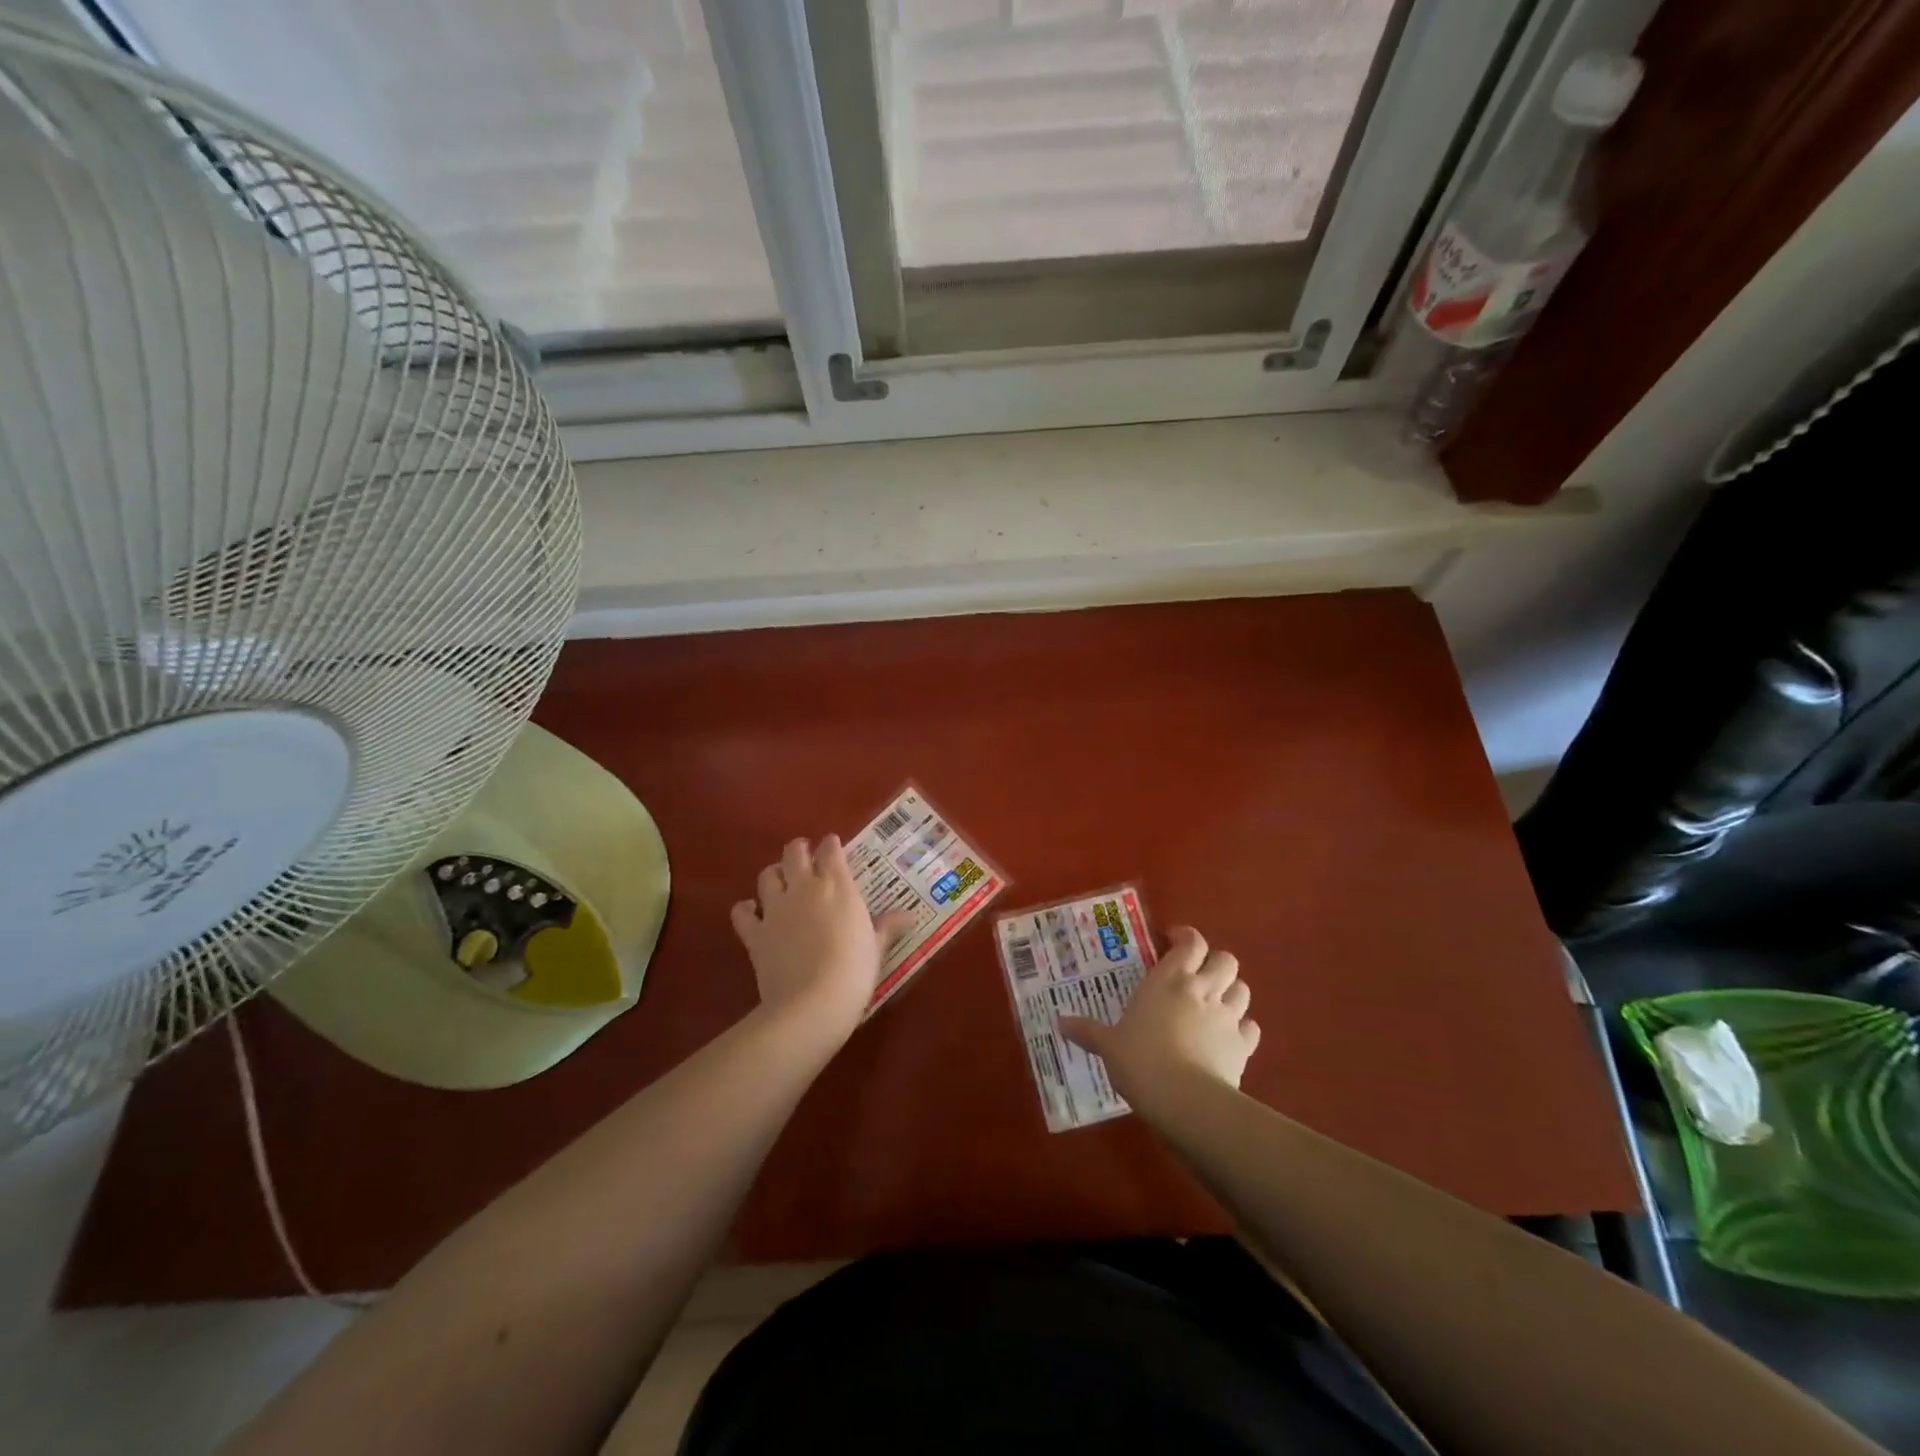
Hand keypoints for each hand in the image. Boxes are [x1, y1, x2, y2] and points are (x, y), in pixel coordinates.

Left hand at [731, 836, 914, 1044]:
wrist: (812, 1003)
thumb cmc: (854, 971)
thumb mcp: (876, 947)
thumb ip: (886, 926)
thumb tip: (908, 916)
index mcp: (837, 885)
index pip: (830, 850)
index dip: (831, 845)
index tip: (834, 847)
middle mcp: (803, 887)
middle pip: (794, 852)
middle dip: (799, 850)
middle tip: (806, 857)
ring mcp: (775, 908)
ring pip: (767, 875)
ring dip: (773, 874)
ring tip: (780, 881)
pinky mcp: (755, 933)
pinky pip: (742, 912)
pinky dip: (745, 909)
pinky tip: (752, 913)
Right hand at [1060, 927, 1259, 1106]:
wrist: (1184, 1099)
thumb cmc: (1140, 1059)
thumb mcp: (1108, 1045)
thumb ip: (1088, 1031)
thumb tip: (1060, 1023)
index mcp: (1170, 978)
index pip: (1191, 941)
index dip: (1186, 937)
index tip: (1174, 941)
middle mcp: (1203, 989)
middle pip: (1225, 959)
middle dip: (1215, 962)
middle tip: (1197, 974)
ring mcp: (1227, 1016)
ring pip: (1243, 988)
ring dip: (1231, 990)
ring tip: (1215, 1002)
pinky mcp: (1243, 1046)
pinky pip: (1251, 1027)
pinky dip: (1243, 1027)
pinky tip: (1230, 1036)